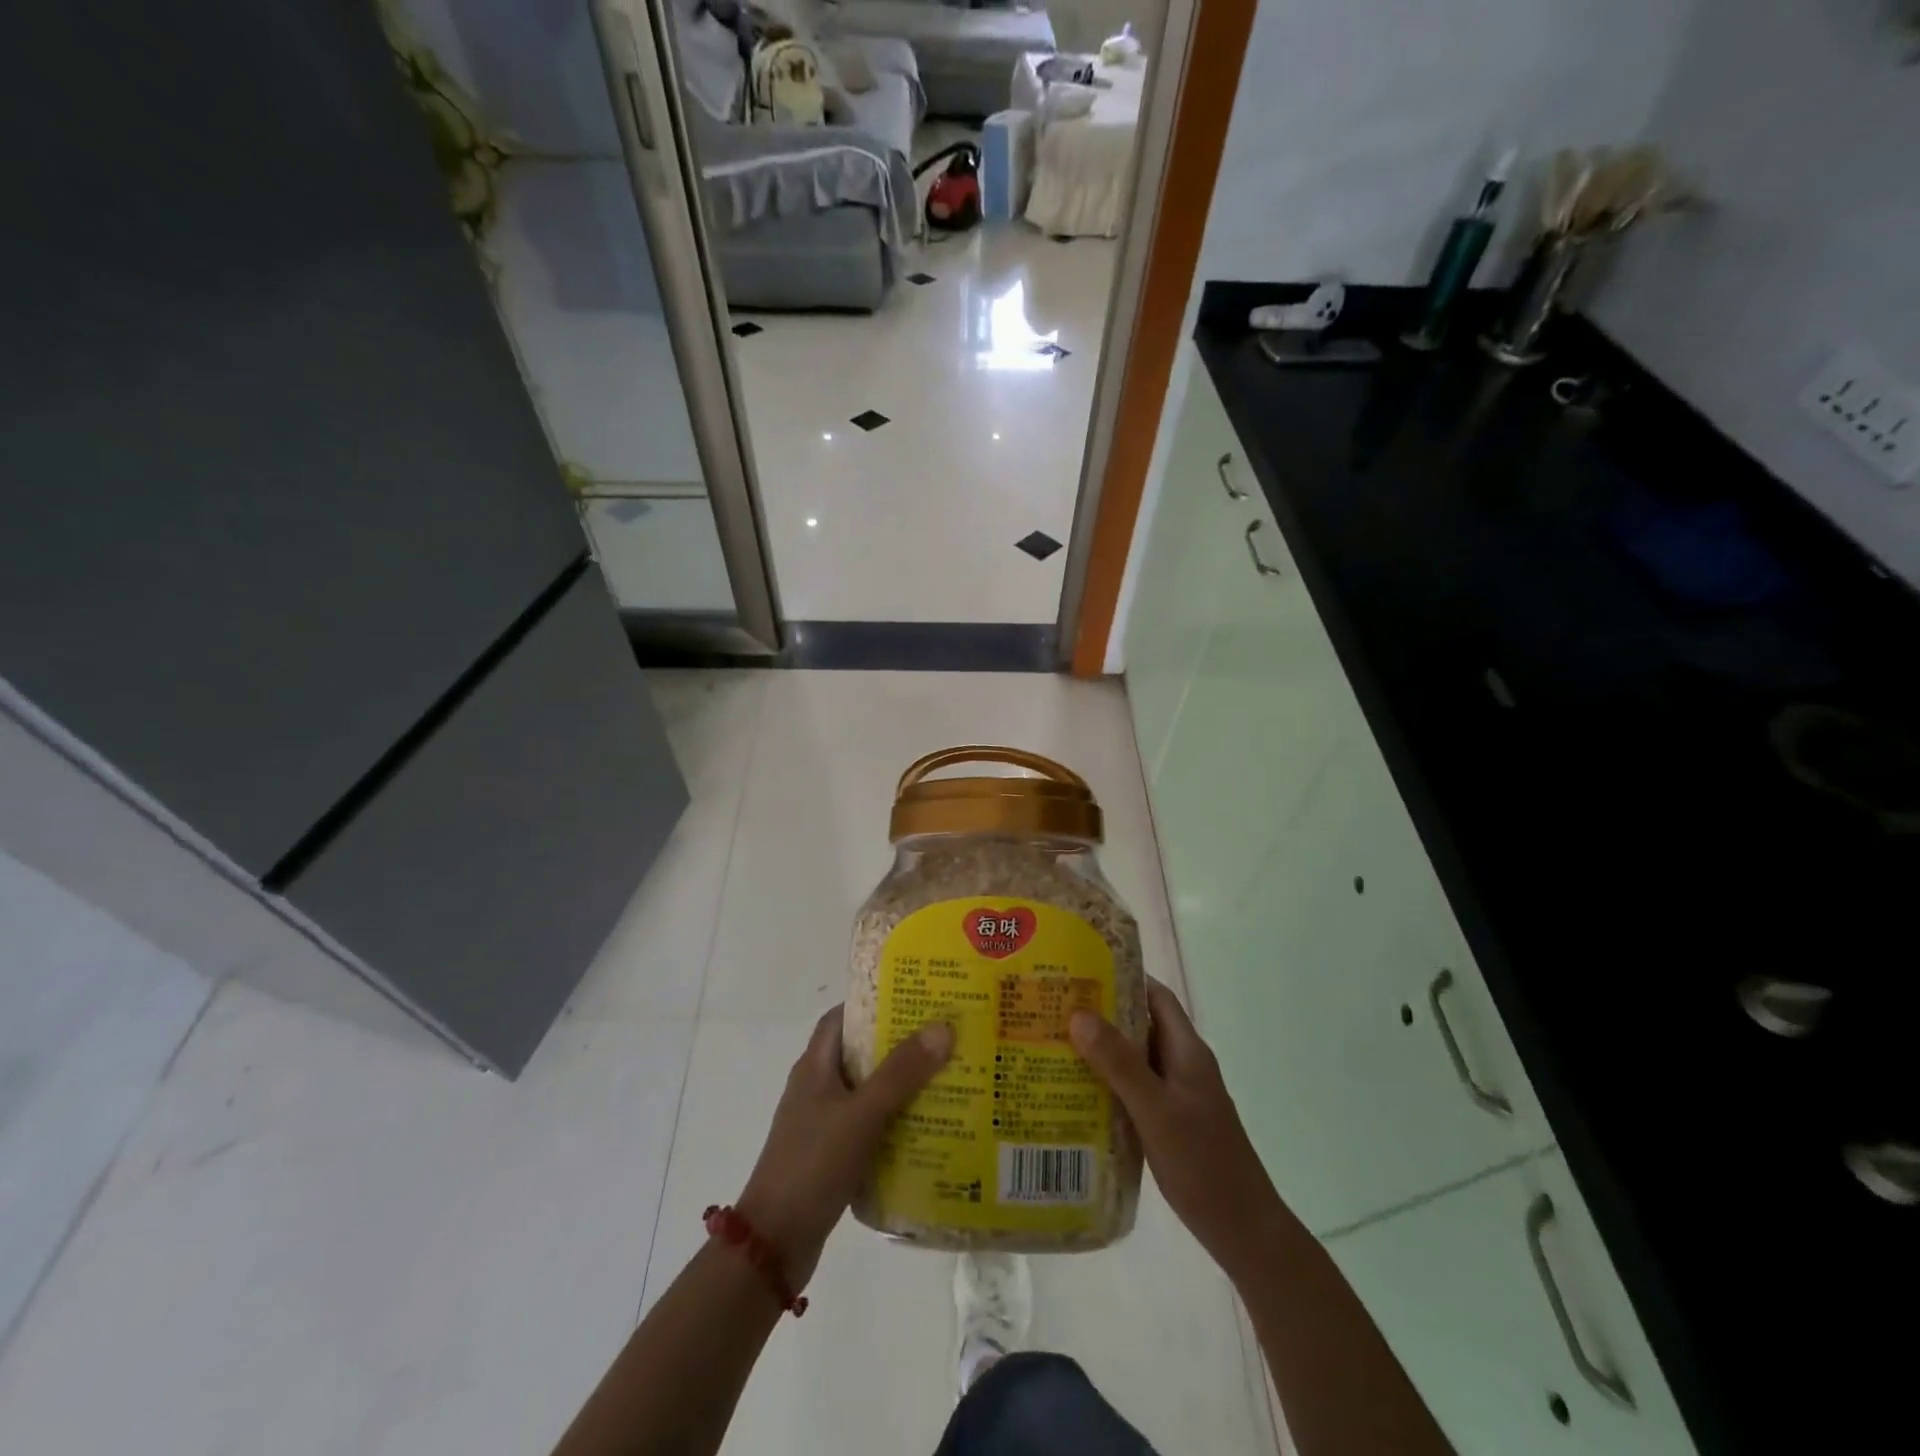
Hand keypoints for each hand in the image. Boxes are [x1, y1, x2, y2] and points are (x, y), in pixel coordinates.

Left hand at [735, 1006, 952, 1288]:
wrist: (773, 1244)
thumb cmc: (813, 1164)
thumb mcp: (861, 1114)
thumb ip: (901, 1072)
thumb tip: (942, 1026)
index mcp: (815, 1066)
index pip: (843, 1016)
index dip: (875, 1002)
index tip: (916, 998)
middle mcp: (817, 1087)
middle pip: (860, 1051)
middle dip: (899, 1043)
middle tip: (943, 1037)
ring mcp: (822, 1122)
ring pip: (867, 1089)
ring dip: (901, 1083)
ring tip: (947, 1076)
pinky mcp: (831, 1154)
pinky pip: (868, 1124)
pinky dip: (894, 1119)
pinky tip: (927, 1127)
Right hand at [1070, 978, 1290, 1281]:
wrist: (1244, 1232)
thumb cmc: (1203, 1163)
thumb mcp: (1156, 1110)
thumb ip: (1119, 1063)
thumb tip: (1078, 1014)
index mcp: (1187, 1051)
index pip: (1155, 996)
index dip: (1123, 977)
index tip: (1081, 969)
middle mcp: (1182, 1065)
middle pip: (1140, 1025)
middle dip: (1101, 1014)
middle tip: (1054, 1007)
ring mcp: (1177, 1095)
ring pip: (1134, 1059)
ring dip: (1101, 1050)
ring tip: (1054, 1044)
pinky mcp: (1169, 1122)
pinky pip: (1134, 1089)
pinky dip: (1108, 1083)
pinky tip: (1075, 1093)